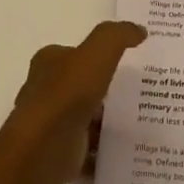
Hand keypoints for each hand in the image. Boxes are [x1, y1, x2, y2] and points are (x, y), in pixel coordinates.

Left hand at [10, 21, 146, 183]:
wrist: (46, 147)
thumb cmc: (68, 92)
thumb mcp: (99, 51)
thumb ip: (119, 36)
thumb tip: (139, 30)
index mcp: (48, 63)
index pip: (71, 54)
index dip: (94, 56)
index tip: (121, 61)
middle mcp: (44, 91)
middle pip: (78, 86)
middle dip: (101, 89)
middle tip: (134, 90)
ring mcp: (49, 125)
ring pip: (83, 118)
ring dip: (104, 121)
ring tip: (136, 119)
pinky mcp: (58, 153)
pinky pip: (87, 148)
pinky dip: (103, 150)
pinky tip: (125, 147)